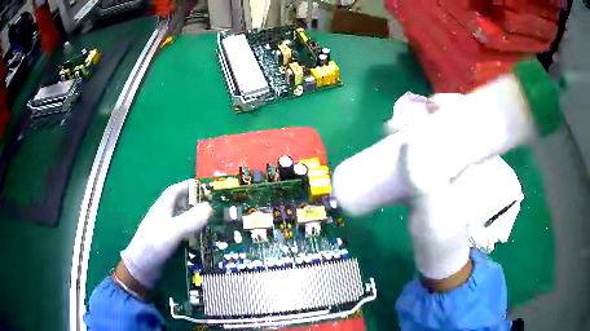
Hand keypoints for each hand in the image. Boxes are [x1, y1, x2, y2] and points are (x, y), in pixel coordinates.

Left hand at [119, 180, 212, 290]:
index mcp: (162, 208)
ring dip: (195, 220)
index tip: (205, 187)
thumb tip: (210, 207)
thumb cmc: (154, 245)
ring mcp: (165, 231)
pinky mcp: (167, 244)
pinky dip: (193, 234)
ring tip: (213, 224)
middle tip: (214, 208)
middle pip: (180, 205)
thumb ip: (191, 219)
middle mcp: (163, 217)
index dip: (188, 186)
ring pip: (182, 220)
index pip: (175, 190)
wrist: (141, 268)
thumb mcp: (173, 230)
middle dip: (195, 204)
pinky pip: (183, 235)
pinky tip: (202, 240)